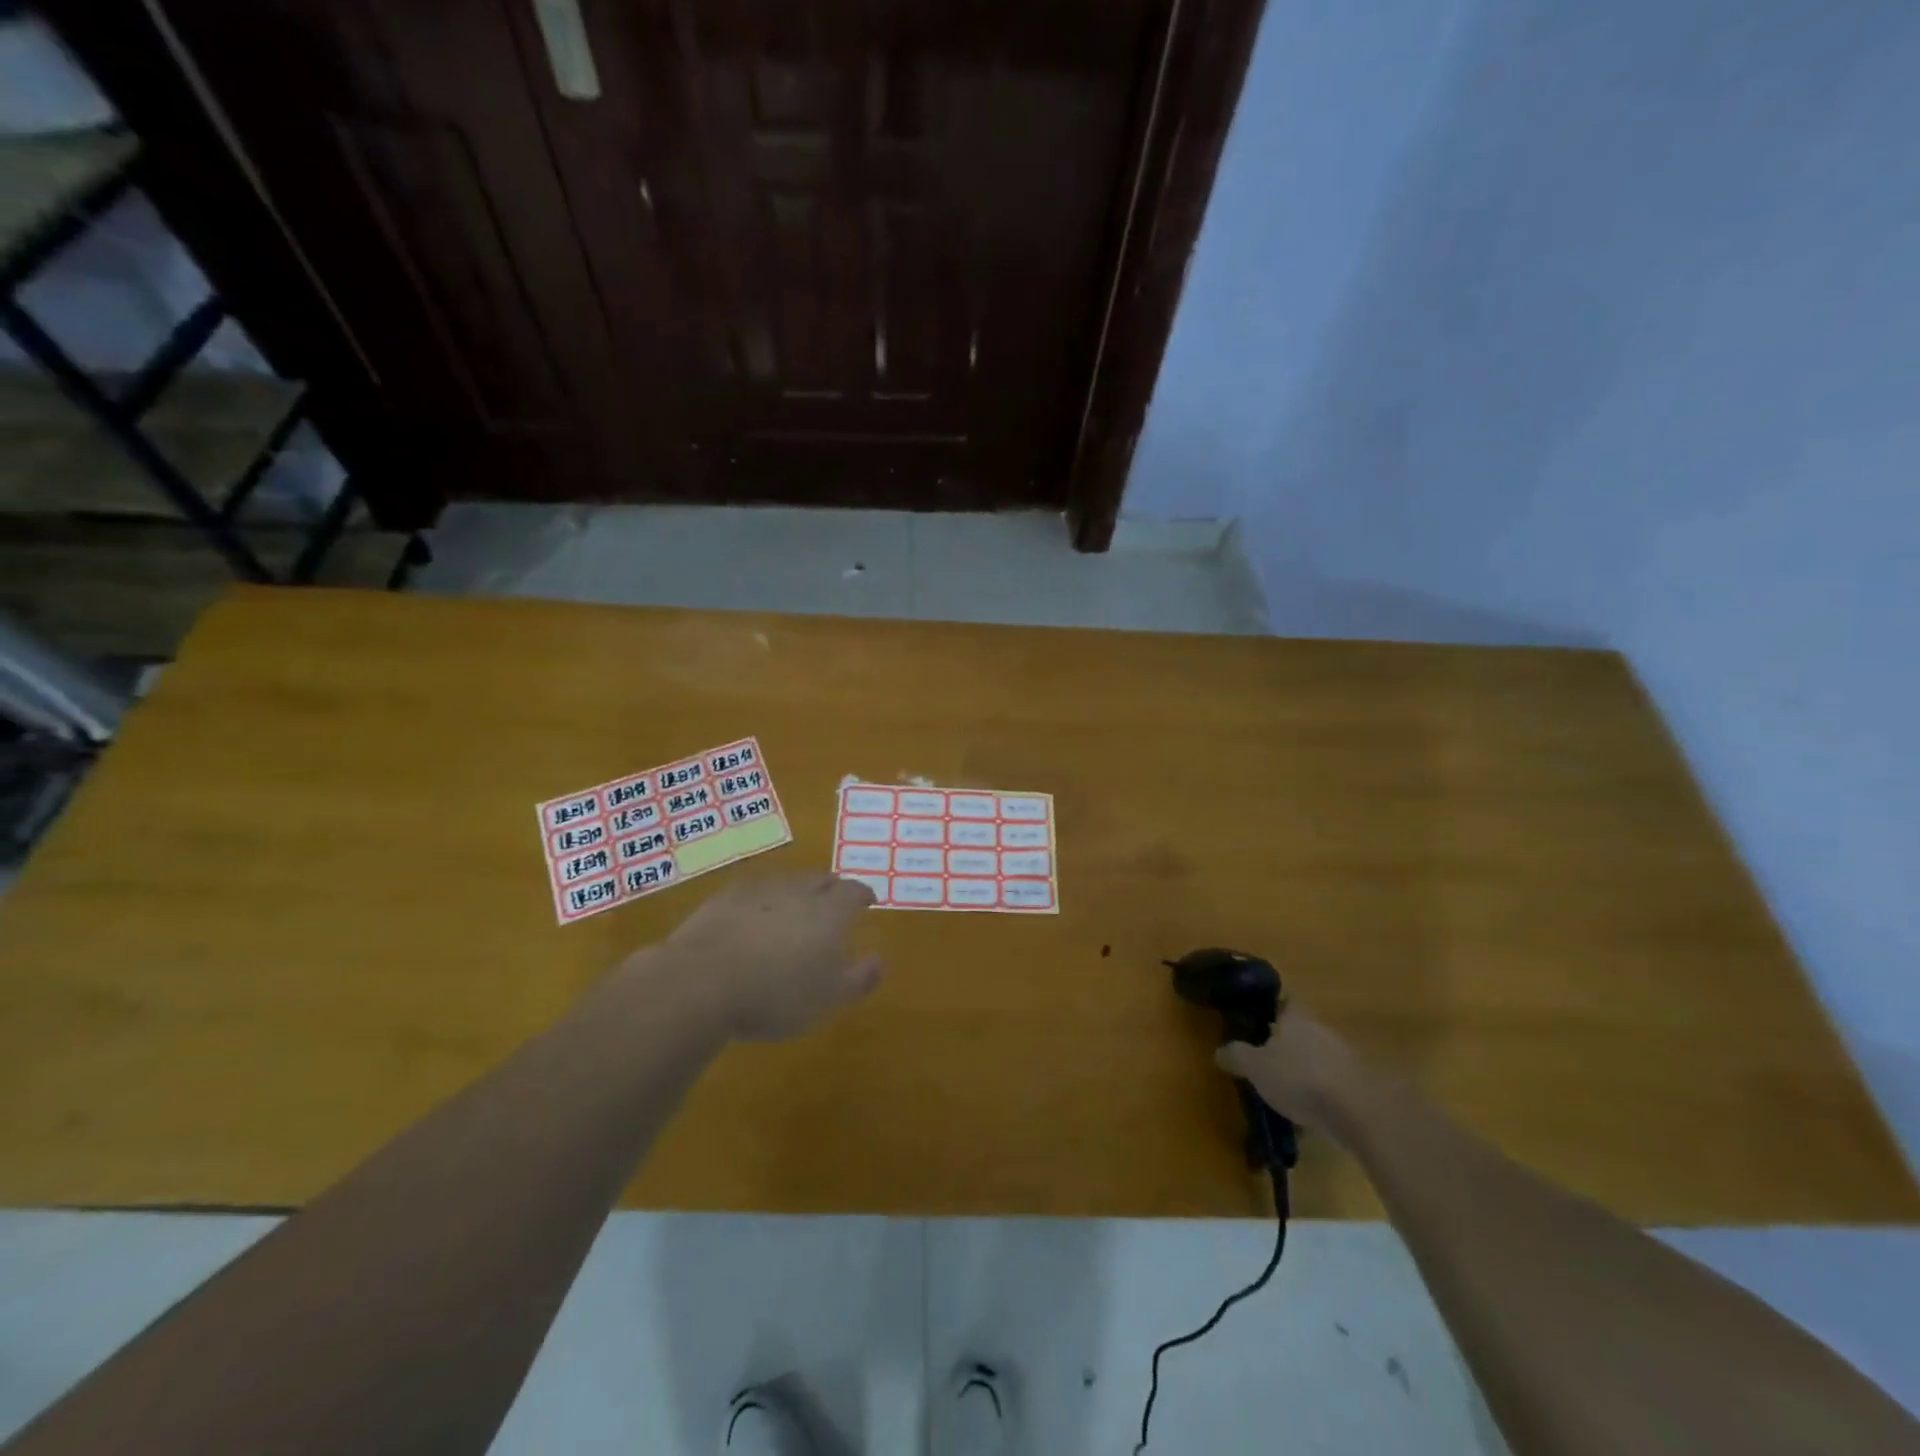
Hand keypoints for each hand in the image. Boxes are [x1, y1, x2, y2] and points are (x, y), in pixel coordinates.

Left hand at [660, 873, 882, 1040]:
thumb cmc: (776, 993)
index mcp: (829, 911)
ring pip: (785, 882)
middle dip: (831, 887)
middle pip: (820, 879)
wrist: (701, 981)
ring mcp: (757, 891)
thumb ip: (858, 978)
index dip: (863, 894)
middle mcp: (797, 891)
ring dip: (795, 891)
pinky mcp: (723, 899)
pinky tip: (753, 915)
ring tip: (795, 906)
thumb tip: (880, 961)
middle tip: (834, 898)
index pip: (853, 891)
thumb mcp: (827, 998)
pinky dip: (760, 901)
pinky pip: (751, 892)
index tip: (868, 900)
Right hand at [1216, 1003, 1364, 1135]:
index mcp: (1296, 1018)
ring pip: (1317, 1056)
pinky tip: (1307, 1112)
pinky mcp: (1358, 1086)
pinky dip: (1319, 1092)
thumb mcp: (1255, 1067)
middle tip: (1265, 1055)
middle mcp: (1321, 1030)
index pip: (1286, 999)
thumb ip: (1236, 1056)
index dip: (1273, 1003)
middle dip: (1285, 1041)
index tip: (1259, 1010)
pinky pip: (1330, 1083)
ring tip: (1284, 1088)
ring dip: (1303, 1068)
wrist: (1358, 1113)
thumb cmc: (1299, 1078)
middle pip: (1301, 1029)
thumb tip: (1219, 1050)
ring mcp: (1344, 1058)